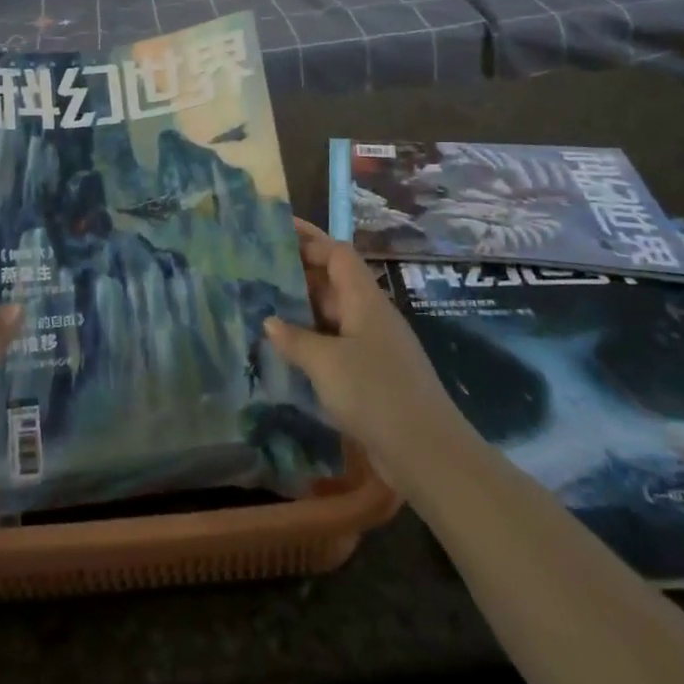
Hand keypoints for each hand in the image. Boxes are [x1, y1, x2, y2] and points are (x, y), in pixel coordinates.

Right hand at [264, 221, 468, 493]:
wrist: (426, 453)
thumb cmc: (375, 393)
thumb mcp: (326, 363)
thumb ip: (295, 338)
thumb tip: (269, 321)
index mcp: (365, 299)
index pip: (337, 253)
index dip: (309, 239)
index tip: (276, 229)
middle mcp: (370, 315)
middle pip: (333, 281)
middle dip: (298, 271)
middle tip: (257, 268)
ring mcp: (372, 345)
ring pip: (332, 314)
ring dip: (300, 308)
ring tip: (261, 304)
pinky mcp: (371, 374)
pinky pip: (334, 343)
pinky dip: (310, 340)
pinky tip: (284, 350)